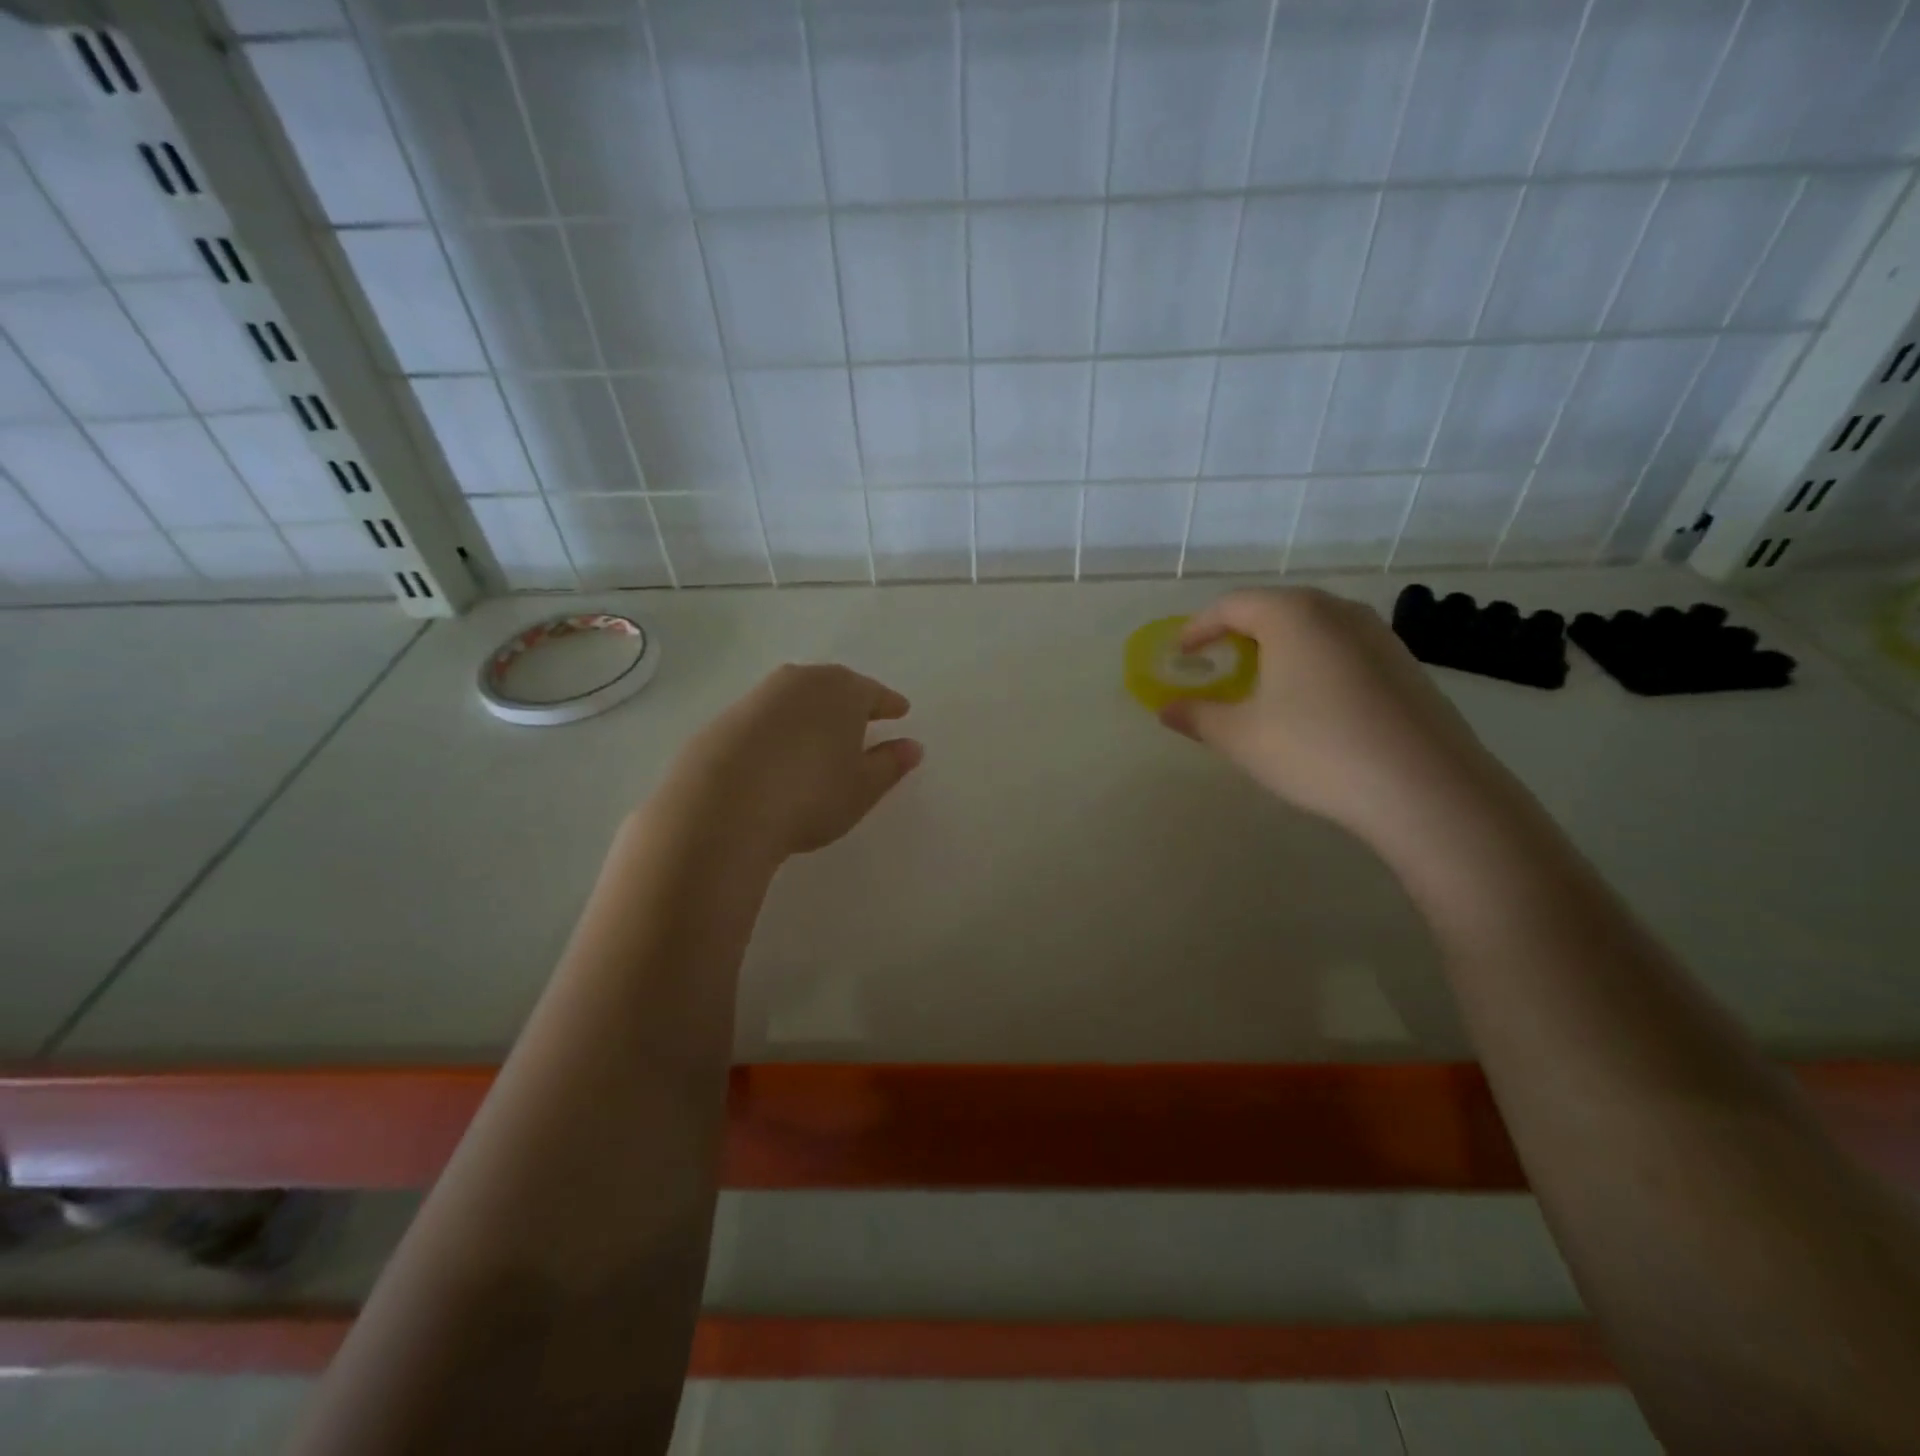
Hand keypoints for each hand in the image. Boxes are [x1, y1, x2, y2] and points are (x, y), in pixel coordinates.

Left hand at [664, 664, 922, 861]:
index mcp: (842, 690)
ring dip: (811, 714)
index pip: (875, 693)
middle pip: (834, 687)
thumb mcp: (862, 787)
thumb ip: (890, 764)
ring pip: (797, 699)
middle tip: (862, 720)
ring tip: (821, 737)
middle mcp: (800, 681)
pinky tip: (779, 754)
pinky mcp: (724, 718)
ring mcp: (758, 697)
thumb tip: (911, 746)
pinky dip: (780, 730)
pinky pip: (766, 718)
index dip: (889, 705)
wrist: (720, 806)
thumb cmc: (809, 795)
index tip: (901, 711)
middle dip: (850, 703)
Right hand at [1160, 588, 1501, 841]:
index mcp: (1292, 615)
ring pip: (1314, 627)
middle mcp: (1338, 611)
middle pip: (1275, 608)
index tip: (1180, 653)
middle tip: (1218, 663)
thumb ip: (1197, 716)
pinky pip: (1343, 649)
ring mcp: (1379, 636)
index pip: (1232, 605)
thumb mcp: (1241, 737)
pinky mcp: (1405, 665)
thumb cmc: (1316, 750)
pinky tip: (1312, 703)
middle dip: (1239, 633)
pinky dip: (1314, 663)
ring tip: (1262, 682)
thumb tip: (1166, 709)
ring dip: (1279, 647)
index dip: (1198, 627)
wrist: (1426, 788)